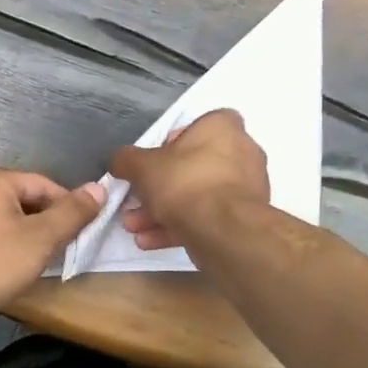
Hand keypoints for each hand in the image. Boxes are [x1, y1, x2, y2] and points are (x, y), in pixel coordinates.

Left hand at [0, 168, 106, 323]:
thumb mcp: (41, 238)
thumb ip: (72, 212)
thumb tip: (100, 188)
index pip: (44, 184)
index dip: (68, 207)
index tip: (82, 234)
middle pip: (25, 198)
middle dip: (47, 222)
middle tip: (62, 249)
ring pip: (8, 216)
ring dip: (29, 235)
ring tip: (39, 260)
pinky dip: (8, 243)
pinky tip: (12, 265)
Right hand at [110, 109, 269, 250]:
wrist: (223, 230)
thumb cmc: (184, 182)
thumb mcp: (141, 166)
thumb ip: (126, 160)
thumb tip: (119, 162)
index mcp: (223, 128)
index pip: (197, 126)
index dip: (172, 142)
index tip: (153, 161)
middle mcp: (242, 152)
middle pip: (192, 166)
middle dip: (158, 188)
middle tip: (135, 204)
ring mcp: (247, 188)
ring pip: (198, 196)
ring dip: (163, 212)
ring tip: (135, 228)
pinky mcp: (246, 219)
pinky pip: (208, 217)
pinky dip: (180, 227)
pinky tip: (150, 241)